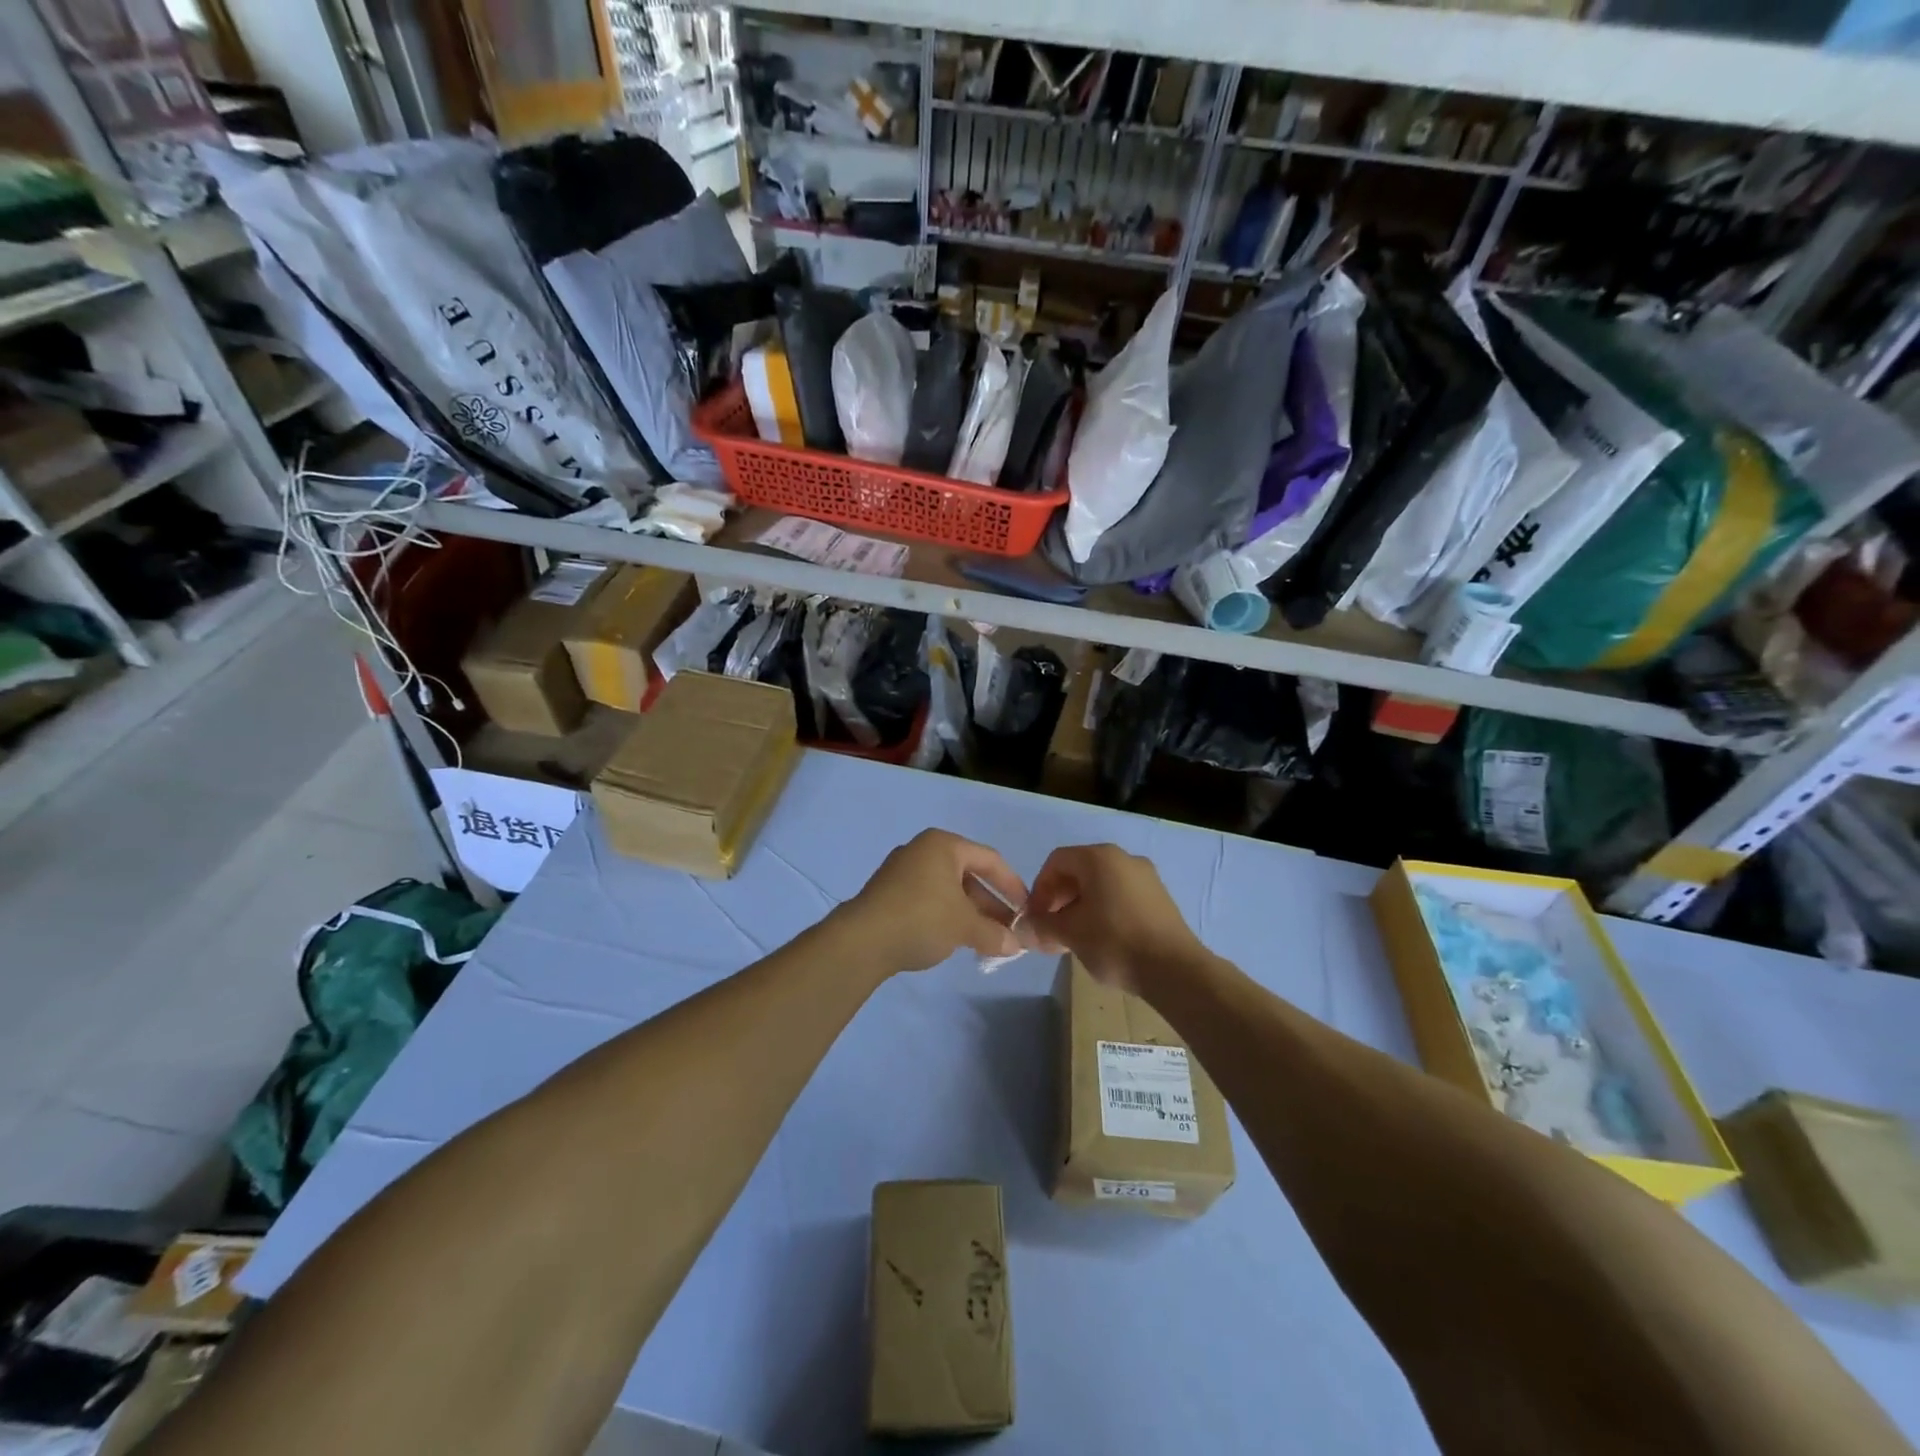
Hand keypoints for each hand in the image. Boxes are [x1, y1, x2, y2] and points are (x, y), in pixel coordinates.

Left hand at [836, 830, 1028, 974]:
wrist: (861, 940)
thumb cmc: (922, 919)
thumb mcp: (965, 927)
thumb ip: (995, 934)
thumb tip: (1016, 946)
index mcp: (943, 845)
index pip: (990, 859)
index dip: (1013, 886)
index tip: (1027, 910)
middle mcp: (922, 850)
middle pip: (968, 875)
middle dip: (991, 904)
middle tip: (1008, 930)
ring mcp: (901, 871)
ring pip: (948, 890)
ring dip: (970, 913)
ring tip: (986, 940)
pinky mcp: (888, 893)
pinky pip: (928, 900)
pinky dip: (946, 916)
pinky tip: (955, 940)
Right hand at [1023, 844, 1205, 997]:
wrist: (1175, 970)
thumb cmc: (1115, 942)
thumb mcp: (1070, 934)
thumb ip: (1042, 926)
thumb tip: (1023, 928)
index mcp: (1099, 858)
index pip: (1057, 861)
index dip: (1040, 888)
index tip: (1037, 918)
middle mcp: (1123, 858)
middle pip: (1079, 871)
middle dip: (1059, 900)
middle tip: (1052, 930)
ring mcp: (1146, 877)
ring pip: (1101, 885)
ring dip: (1080, 907)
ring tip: (1075, 939)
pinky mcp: (1159, 898)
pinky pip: (1121, 895)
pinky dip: (1104, 911)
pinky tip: (1102, 940)